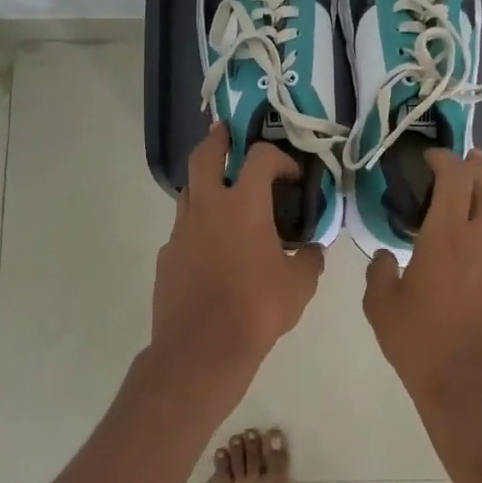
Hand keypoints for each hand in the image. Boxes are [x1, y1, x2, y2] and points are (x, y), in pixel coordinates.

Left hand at [149, 123, 324, 409]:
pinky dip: (198, 226)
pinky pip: (183, 228)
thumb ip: (310, 260)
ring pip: (189, 190)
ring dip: (205, 183)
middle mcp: (208, 207)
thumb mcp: (299, 286)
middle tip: (226, 134)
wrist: (201, 348)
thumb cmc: (257, 309)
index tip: (291, 174)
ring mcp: (182, 230)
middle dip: (217, 140)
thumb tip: (314, 250)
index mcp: (244, 206)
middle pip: (205, 156)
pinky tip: (212, 248)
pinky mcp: (167, 255)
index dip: (278, 157)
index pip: (260, 157)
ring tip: (222, 193)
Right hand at [363, 149, 481, 410]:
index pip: (454, 176)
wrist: (477, 393)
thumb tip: (385, 258)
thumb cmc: (422, 346)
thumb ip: (379, 272)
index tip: (431, 157)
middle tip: (461, 165)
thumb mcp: (381, 308)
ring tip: (474, 209)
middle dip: (474, 168)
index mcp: (447, 235)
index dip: (444, 158)